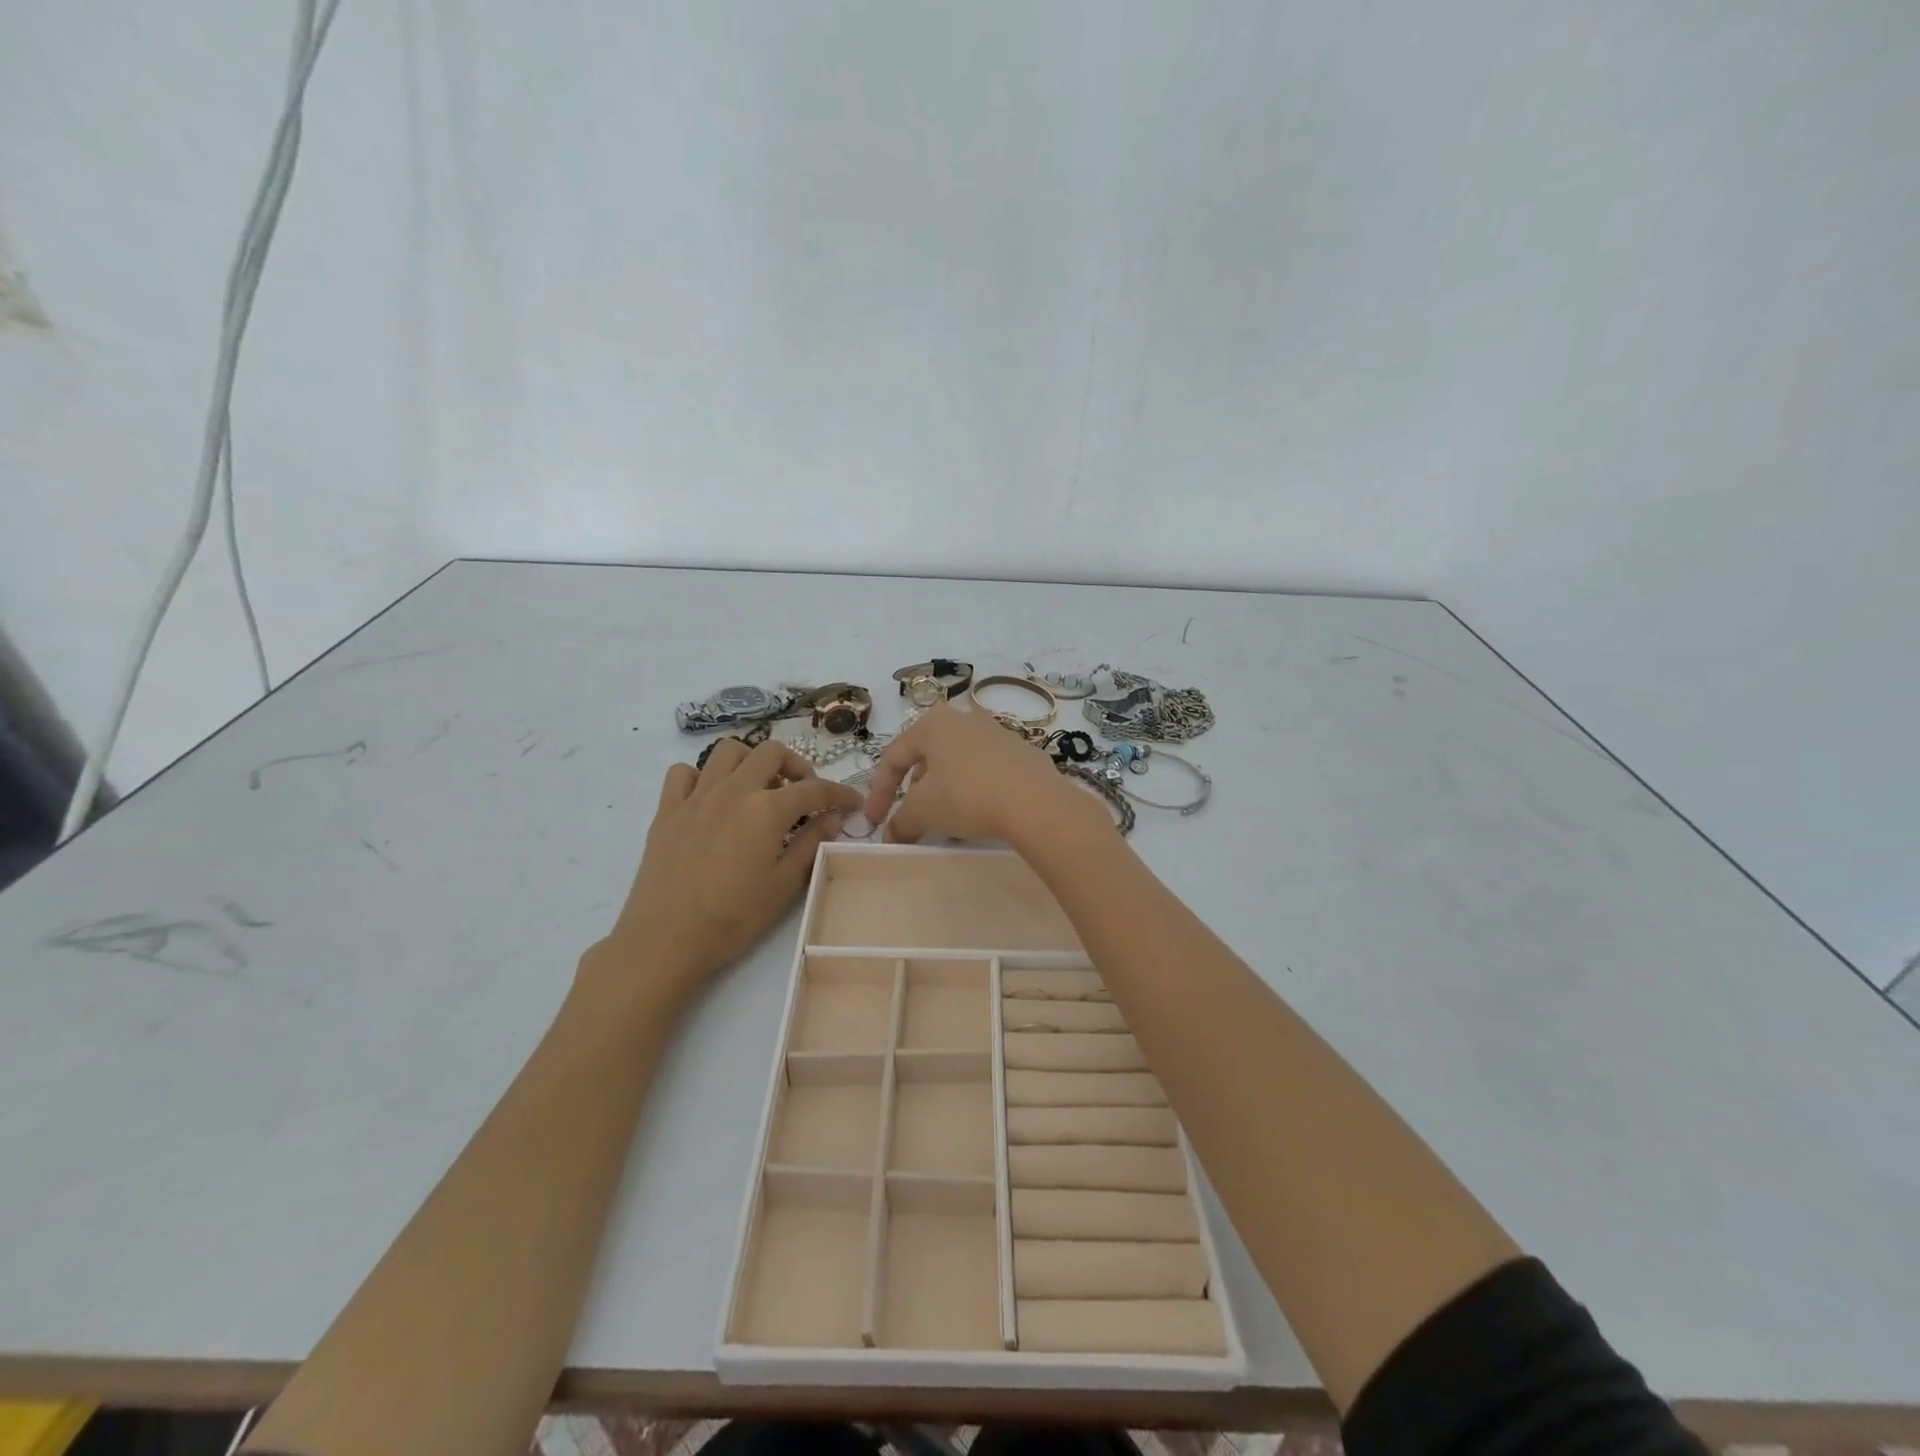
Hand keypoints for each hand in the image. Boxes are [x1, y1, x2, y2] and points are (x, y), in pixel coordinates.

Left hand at [589, 738, 862, 1008]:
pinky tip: (711, 799)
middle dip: (797, 766)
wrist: (667, 939)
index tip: (853, 803)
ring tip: (759, 787)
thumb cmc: (733, 917)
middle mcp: (733, 790)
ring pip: (728, 751)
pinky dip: (702, 777)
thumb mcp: (784, 884)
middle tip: (804, 793)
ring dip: (751, 761)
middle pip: (772, 753)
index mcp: (766, 809)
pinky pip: (683, 773)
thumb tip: (833, 818)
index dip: (839, 794)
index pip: (815, 789)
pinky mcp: (667, 810)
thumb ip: (811, 843)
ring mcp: (696, 796)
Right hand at [862, 702, 1096, 844]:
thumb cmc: (967, 796)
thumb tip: (891, 835)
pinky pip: (985, 771)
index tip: (876, 822)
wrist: (1035, 802)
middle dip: (914, 791)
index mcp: (933, 723)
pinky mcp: (1022, 753)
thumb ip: (900, 822)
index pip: (894, 757)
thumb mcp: (923, 811)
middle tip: (911, 818)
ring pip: (957, 764)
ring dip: (944, 792)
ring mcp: (997, 733)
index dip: (880, 792)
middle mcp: (964, 719)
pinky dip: (972, 791)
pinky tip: (977, 815)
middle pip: (927, 758)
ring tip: (944, 821)